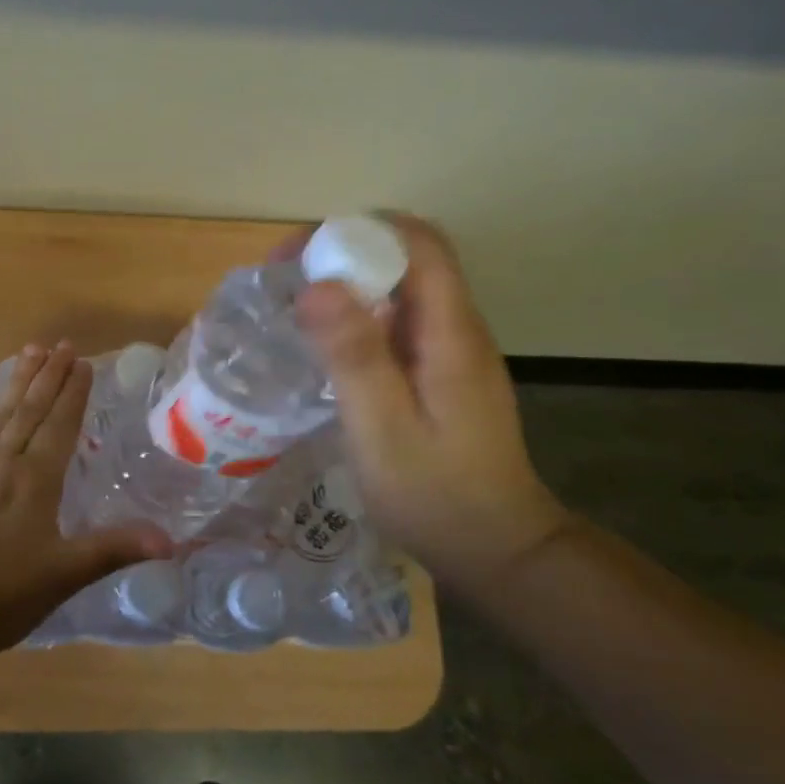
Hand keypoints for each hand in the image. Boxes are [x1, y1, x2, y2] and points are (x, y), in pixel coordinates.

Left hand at [0, 342, 171, 663]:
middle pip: (27, 410)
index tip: (82, 362)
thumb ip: (114, 549)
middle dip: (46, 376)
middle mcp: (3, 465)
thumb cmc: (1, 592)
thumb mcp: (64, 575)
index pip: (58, 425)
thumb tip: (170, 541)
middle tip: (59, 345)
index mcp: (33, 479)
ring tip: (27, 356)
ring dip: (17, 385)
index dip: (72, 393)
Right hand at [294, 216, 567, 592]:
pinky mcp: (444, 374)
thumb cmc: (435, 495)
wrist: (498, 551)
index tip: (298, 255)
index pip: (416, 243)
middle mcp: (459, 329)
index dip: (356, 233)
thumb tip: (317, 286)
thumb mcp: (383, 430)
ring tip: (296, 306)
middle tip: (287, 279)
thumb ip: (354, 357)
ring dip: (352, 282)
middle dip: (347, 252)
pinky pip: (402, 322)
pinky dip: (362, 315)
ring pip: (404, 289)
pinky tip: (330, 346)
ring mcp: (454, 352)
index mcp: (451, 333)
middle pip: (410, 257)